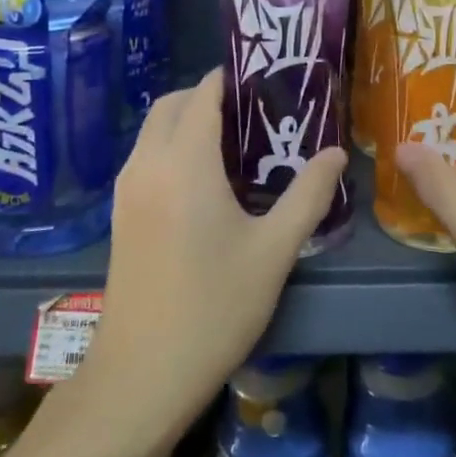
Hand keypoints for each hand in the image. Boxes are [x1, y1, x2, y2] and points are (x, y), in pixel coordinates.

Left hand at [70, 71, 346, 456]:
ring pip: (153, 129)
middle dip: (209, 96)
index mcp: (184, 162)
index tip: (271, 81)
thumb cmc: (214, 308)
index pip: (204, 93)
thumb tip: (336, 153)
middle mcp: (147, 163)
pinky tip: (207, 182)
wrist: (141, 377)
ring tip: (237, 145)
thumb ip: (308, 194)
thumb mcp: (274, 251)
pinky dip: (172, 146)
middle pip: (172, 103)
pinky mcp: (119, 214)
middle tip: (257, 114)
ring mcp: (126, 189)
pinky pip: (146, 156)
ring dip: (188, 120)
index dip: (234, 78)